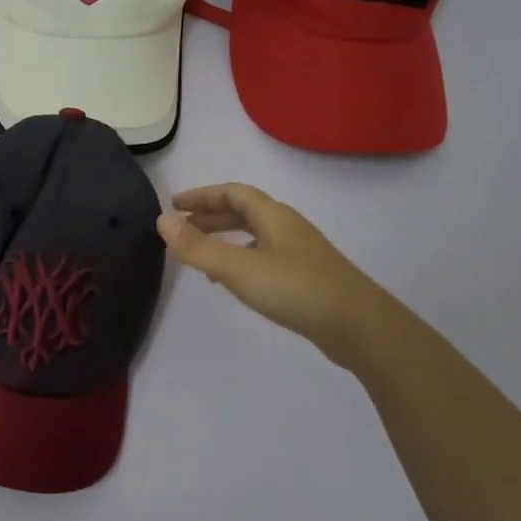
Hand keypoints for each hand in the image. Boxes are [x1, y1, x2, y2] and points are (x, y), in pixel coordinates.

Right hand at [158, 183, 391, 368]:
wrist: (358, 327)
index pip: (233, 193)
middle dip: (210, 216)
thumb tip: (162, 221)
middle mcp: (287, 228)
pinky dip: (239, 260)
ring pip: (254, 235)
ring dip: (224, 238)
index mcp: (273, 216)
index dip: (202, 196)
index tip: (174, 205)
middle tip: (180, 229)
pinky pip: (263, 257)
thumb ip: (198, 247)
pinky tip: (231, 282)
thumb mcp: (238, 268)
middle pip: (244, 212)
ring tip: (198, 254)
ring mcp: (298, 253)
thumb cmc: (295, 289)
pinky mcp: (304, 277)